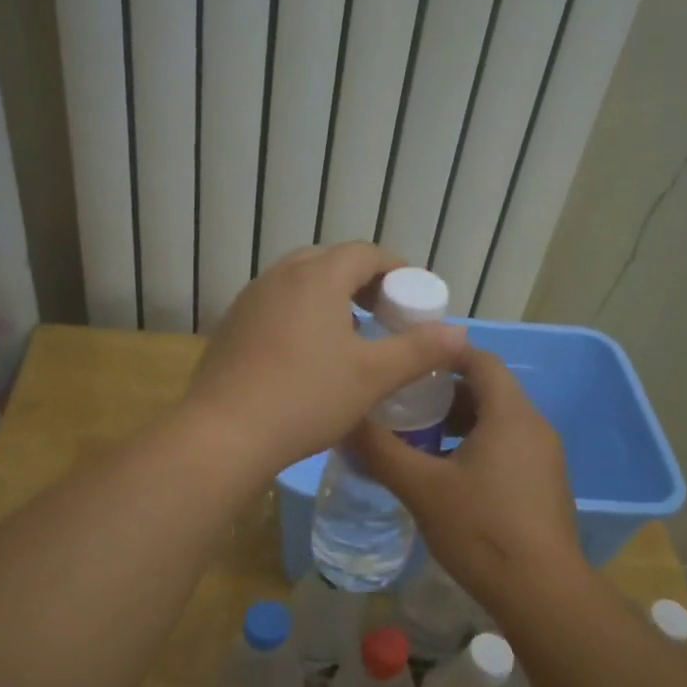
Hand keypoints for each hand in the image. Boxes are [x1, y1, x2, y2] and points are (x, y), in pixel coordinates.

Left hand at [185, 243, 466, 475]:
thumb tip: (460, 333)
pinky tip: (306, 355)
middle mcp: (280, 277)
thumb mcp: (373, 376)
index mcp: (317, 277)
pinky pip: (275, 306)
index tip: (414, 295)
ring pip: (298, 283)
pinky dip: (300, 315)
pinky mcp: (231, 327)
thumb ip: (418, 350)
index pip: (365, 253)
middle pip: (329, 262)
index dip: (396, 269)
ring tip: (348, 334)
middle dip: (362, 281)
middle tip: (383, 313)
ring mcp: (249, 300)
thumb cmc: (306, 398)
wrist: (225, 433)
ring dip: (329, 298)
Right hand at [350, 345, 587, 613]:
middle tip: (402, 404)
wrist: (541, 592)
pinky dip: (476, 446)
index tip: (405, 359)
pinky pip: (508, 447)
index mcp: (510, 414)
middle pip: (488, 390)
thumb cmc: (481, 529)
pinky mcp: (544, 484)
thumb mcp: (422, 488)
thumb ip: (381, 451)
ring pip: (497, 421)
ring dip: (459, 423)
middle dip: (444, 392)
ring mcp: (544, 457)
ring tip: (418, 440)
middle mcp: (534, 426)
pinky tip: (446, 476)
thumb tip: (344, 422)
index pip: (480, 359)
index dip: (442, 352)